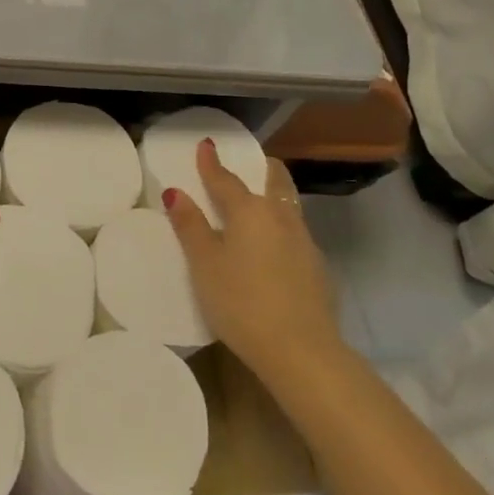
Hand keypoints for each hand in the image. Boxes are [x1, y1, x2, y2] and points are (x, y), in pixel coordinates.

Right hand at [164, 141, 340, 379]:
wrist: (301, 349)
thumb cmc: (241, 302)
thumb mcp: (205, 265)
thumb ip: (191, 227)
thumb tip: (176, 192)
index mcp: (249, 212)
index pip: (226, 180)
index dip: (212, 163)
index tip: (206, 144)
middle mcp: (280, 218)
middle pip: (274, 182)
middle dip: (263, 169)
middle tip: (256, 162)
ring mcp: (304, 242)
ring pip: (290, 206)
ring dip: (276, 196)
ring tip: (264, 200)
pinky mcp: (317, 268)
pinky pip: (297, 234)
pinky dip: (283, 227)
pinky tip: (276, 246)